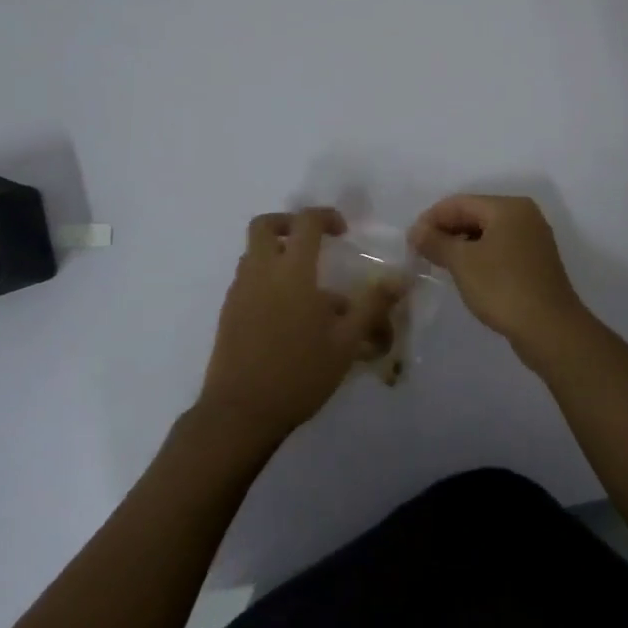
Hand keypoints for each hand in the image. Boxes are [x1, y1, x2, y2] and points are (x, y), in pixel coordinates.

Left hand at [199, 207, 401, 442]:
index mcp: (292, 271)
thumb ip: (372, 305)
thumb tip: (400, 277)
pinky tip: (286, 311)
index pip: (306, 222)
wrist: (241, 411)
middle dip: (289, 223)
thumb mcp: (346, 342)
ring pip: (252, 252)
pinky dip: (264, 277)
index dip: (325, 216)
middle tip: (312, 240)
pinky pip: (246, 278)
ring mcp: (239, 291)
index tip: (342, 231)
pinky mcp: (227, 312)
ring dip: (275, 252)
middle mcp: (261, 272)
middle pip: (264, 226)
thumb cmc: (299, 373)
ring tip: (303, 281)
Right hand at [409, 195, 588, 360]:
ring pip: (486, 233)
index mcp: (508, 207)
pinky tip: (464, 274)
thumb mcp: (462, 262)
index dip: (431, 218)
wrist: (550, 330)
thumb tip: (416, 230)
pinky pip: (499, 249)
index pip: (459, 202)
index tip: (410, 241)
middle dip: (445, 231)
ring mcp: (533, 240)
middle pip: (474, 214)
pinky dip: (478, 256)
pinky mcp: (535, 263)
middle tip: (421, 253)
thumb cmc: (503, 288)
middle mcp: (524, 216)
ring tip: (438, 263)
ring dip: (460, 245)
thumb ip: (436, 241)